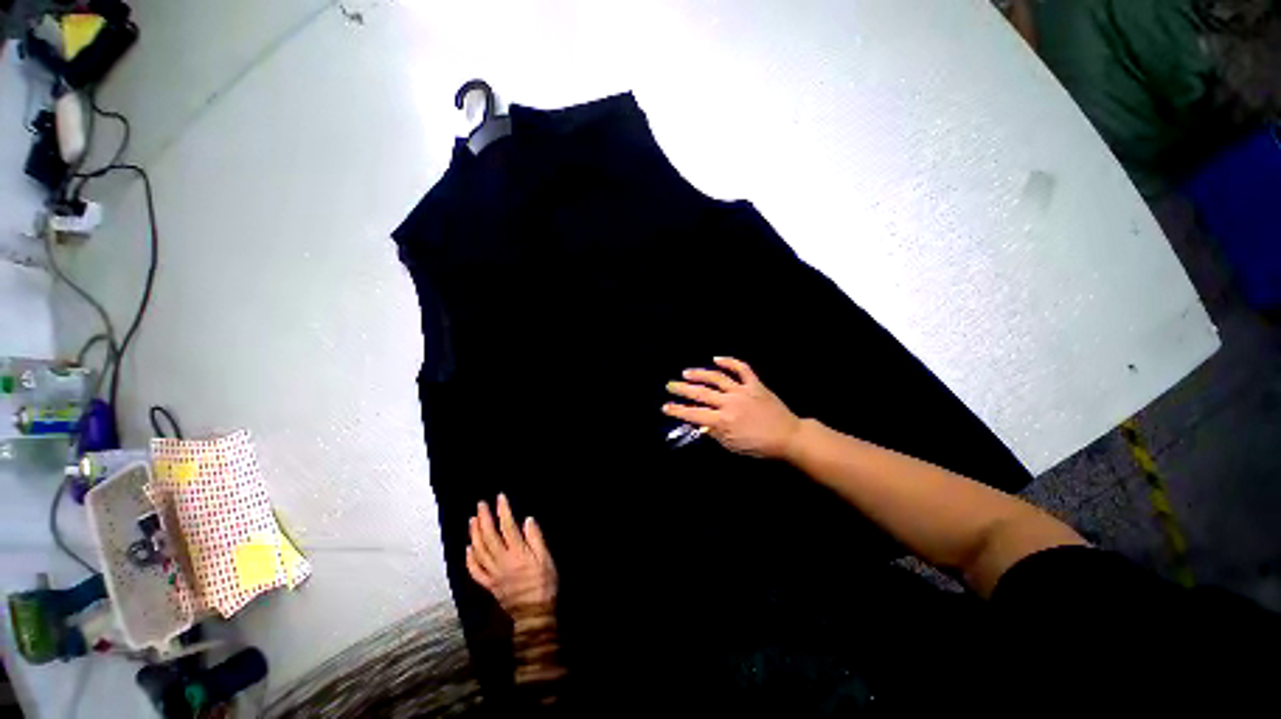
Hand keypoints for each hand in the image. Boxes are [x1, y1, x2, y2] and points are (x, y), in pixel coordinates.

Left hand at [467, 494, 557, 622]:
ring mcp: (493, 574)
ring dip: (474, 534)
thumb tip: (527, 520)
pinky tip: (468, 548)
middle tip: (480, 504)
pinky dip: (470, 559)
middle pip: (489, 537)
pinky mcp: (489, 585)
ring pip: (479, 552)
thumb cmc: (544, 583)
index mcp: (517, 553)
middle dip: (484, 519)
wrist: (535, 613)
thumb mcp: (546, 559)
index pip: (507, 527)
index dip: (503, 511)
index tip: (500, 497)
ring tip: (472, 520)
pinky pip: (475, 572)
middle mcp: (501, 561)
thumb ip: (536, 539)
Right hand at [662, 356, 801, 459]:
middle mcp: (729, 403)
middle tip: (670, 385)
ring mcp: (742, 391)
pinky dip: (730, 362)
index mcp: (723, 421)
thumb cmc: (758, 445)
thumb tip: (699, 423)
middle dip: (683, 389)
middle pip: (701, 393)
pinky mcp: (755, 384)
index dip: (677, 411)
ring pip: (717, 378)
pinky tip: (716, 358)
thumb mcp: (732, 446)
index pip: (694, 414)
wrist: (787, 436)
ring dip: (700, 374)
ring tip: (686, 372)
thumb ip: (714, 433)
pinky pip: (742, 369)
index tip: (665, 407)